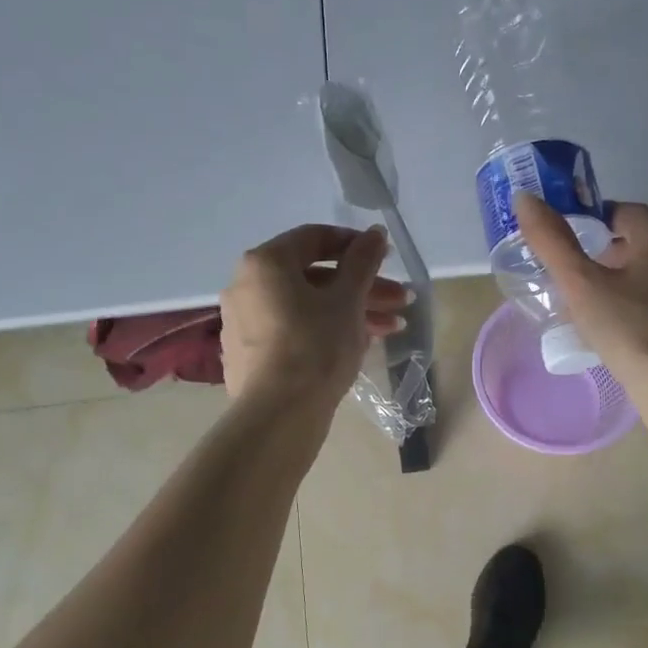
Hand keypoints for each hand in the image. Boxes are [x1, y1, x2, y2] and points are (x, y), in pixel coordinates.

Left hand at [220, 224, 408, 411]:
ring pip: (307, 307)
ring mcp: (245, 323)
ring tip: (393, 329)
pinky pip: (294, 331)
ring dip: (352, 312)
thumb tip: (374, 232)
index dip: (355, 245)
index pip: (314, 238)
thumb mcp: (347, 299)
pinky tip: (361, 346)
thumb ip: (362, 261)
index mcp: (265, 263)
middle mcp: (247, 286)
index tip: (386, 258)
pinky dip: (326, 331)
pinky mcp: (251, 356)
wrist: (279, 414)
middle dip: (363, 287)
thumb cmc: (316, 346)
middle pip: (314, 277)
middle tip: (401, 300)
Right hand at [514, 194, 647, 427]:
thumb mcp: (581, 284)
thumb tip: (525, 198)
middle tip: (570, 277)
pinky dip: (634, 308)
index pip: (623, 211)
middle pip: (637, 243)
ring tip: (586, 308)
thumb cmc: (631, 329)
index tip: (564, 242)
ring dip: (618, 283)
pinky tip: (614, 333)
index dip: (591, 220)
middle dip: (602, 255)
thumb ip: (552, 241)